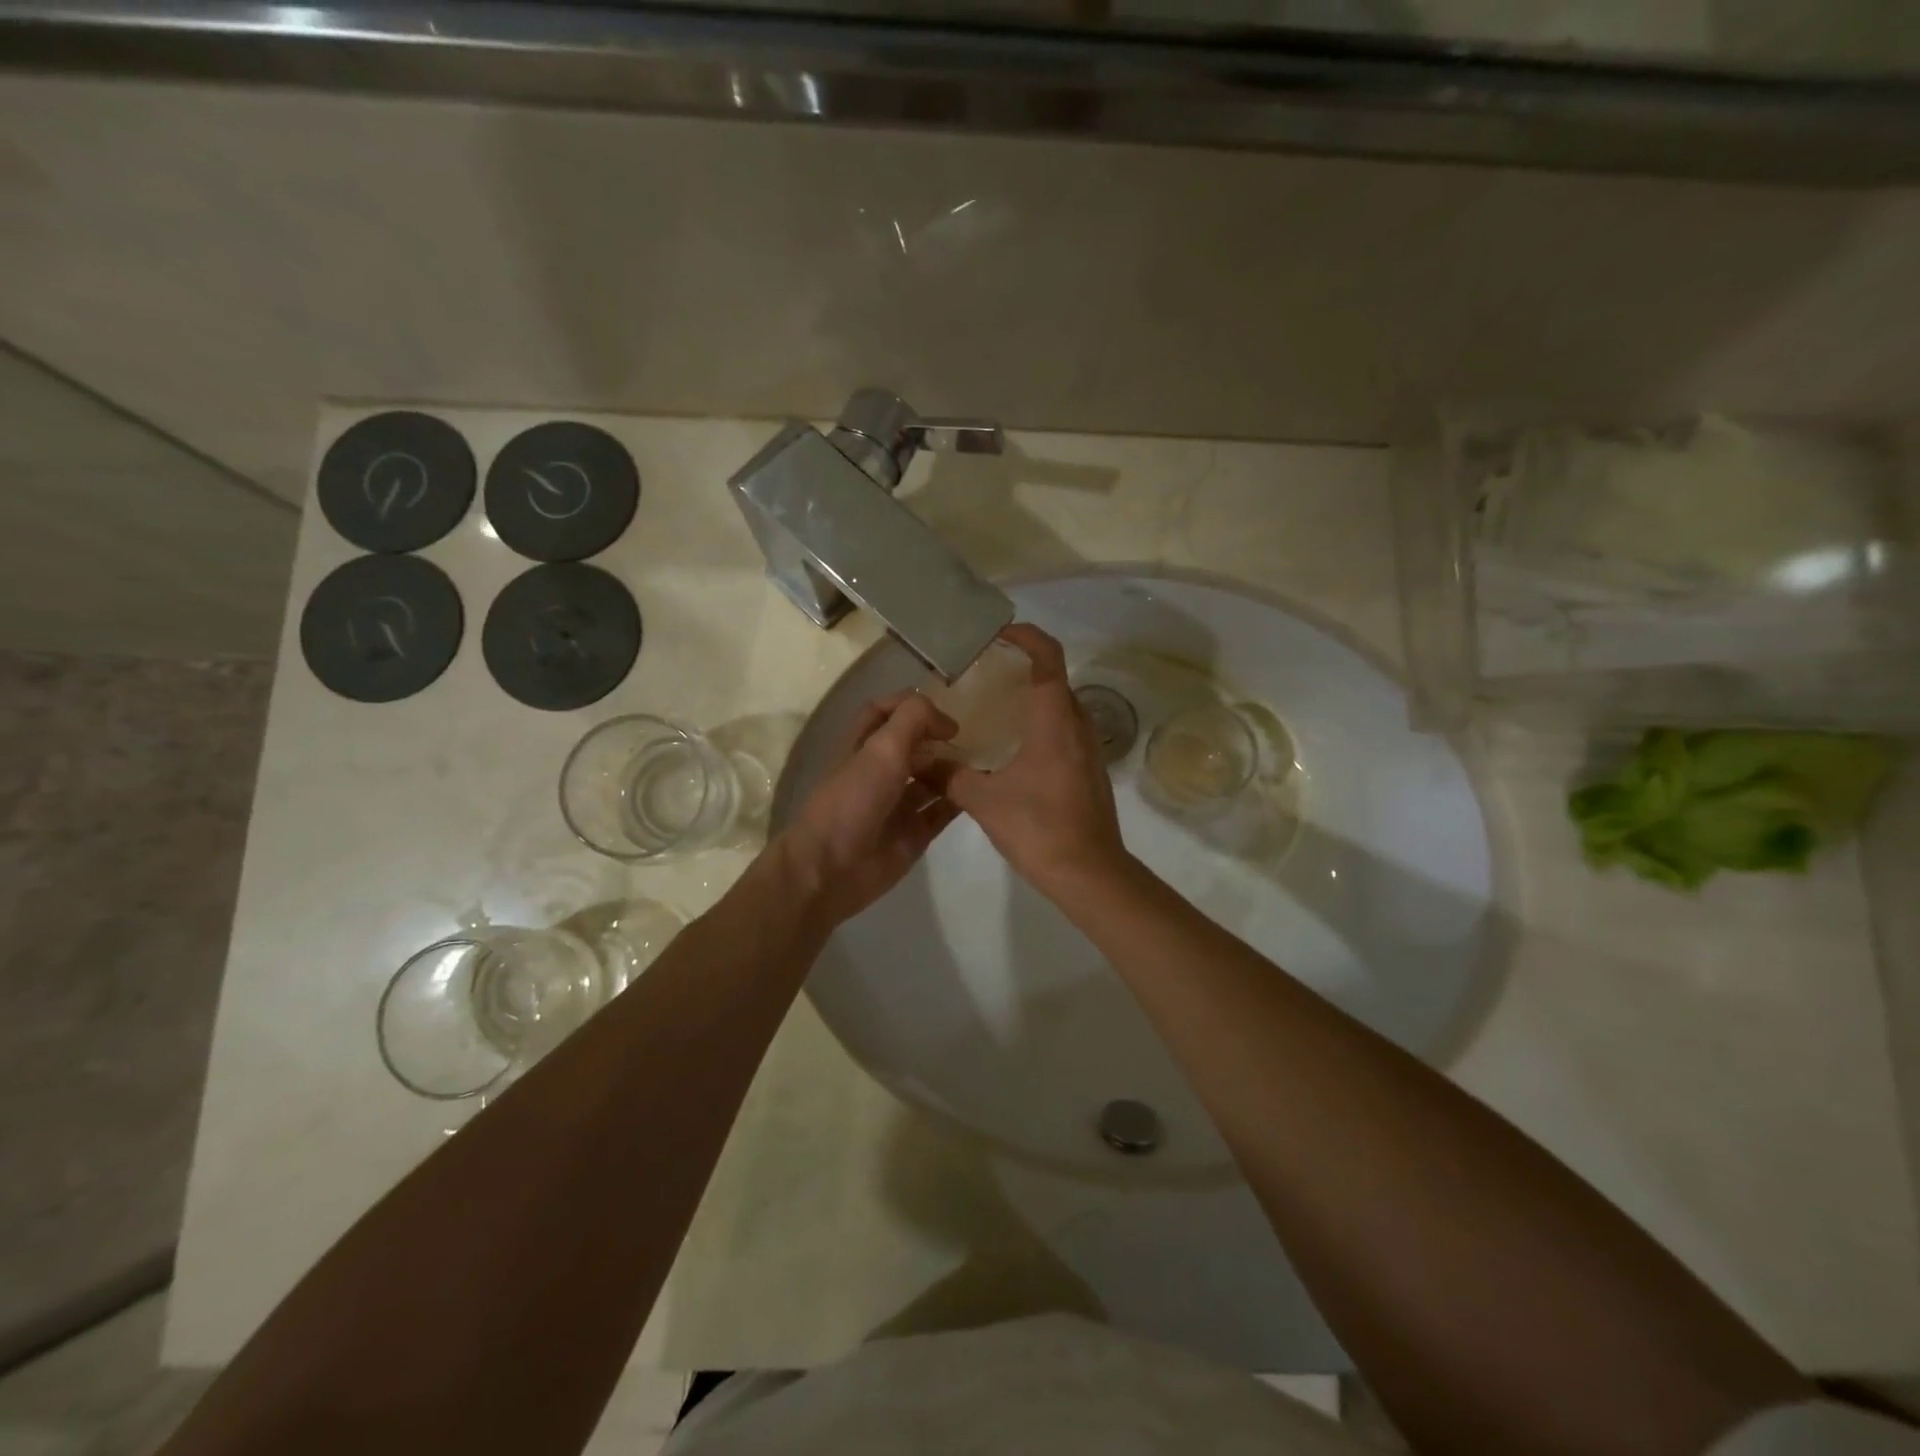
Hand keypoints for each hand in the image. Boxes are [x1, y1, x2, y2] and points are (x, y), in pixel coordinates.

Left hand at [778, 691, 961, 928]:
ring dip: (954, 770)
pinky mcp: (913, 834)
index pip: (885, 712)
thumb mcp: (882, 748)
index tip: (944, 716)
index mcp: (862, 746)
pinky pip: (941, 812)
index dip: (912, 707)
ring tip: (983, 767)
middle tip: (974, 742)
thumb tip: (946, 722)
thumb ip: (913, 720)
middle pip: (914, 747)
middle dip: (940, 741)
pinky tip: (980, 793)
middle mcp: (880, 772)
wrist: (831, 868)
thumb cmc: (852, 800)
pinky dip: (959, 802)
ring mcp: (897, 804)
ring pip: (931, 779)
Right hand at [934, 624, 1129, 897]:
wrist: (1090, 874)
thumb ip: (946, 774)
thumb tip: (914, 757)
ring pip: (1061, 705)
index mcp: (1054, 720)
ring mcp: (1088, 748)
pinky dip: (1040, 722)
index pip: (1048, 657)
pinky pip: (1064, 729)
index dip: (1026, 636)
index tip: (997, 633)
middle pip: (1055, 677)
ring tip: (992, 704)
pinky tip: (1011, 746)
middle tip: (983, 670)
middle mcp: (1077, 724)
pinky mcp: (1088, 769)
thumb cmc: (1039, 829)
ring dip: (1032, 695)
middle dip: (1022, 665)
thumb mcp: (983, 800)